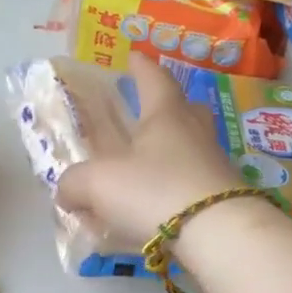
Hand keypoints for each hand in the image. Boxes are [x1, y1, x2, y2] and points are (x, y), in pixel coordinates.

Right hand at [55, 56, 244, 243]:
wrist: (219, 236)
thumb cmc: (155, 191)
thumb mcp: (98, 184)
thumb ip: (74, 183)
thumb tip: (66, 190)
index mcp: (167, 114)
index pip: (154, 78)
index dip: (141, 67)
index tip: (133, 56)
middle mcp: (195, 133)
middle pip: (184, 110)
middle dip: (164, 108)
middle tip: (146, 115)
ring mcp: (215, 166)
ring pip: (190, 149)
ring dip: (168, 154)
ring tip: (144, 168)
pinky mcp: (224, 199)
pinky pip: (193, 185)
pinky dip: (173, 191)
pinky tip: (155, 210)